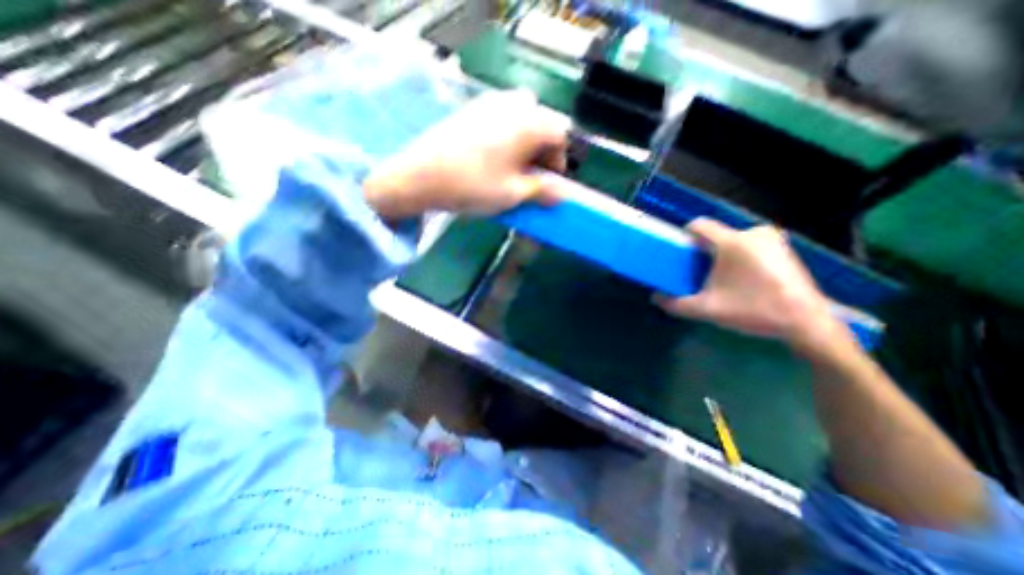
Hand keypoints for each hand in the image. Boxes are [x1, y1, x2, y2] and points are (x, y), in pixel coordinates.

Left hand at [361, 87, 572, 218]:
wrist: (421, 176)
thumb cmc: (473, 185)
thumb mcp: (513, 194)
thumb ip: (542, 191)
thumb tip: (562, 194)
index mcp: (529, 122)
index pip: (561, 135)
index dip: (560, 160)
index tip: (548, 182)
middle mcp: (514, 103)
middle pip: (542, 124)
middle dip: (542, 151)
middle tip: (530, 176)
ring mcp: (490, 101)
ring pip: (523, 118)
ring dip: (526, 143)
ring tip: (512, 167)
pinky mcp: (472, 107)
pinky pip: (502, 117)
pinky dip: (507, 135)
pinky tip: (492, 157)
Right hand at [657, 218, 848, 353]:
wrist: (805, 322)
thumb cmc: (753, 310)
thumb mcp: (706, 309)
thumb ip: (675, 304)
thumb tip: (654, 298)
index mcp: (732, 242)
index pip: (699, 225)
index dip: (684, 236)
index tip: (680, 253)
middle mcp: (752, 232)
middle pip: (715, 234)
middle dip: (704, 250)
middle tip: (700, 273)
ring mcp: (771, 237)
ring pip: (732, 239)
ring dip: (721, 253)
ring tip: (722, 277)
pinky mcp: (783, 246)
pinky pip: (749, 243)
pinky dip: (739, 255)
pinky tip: (744, 277)